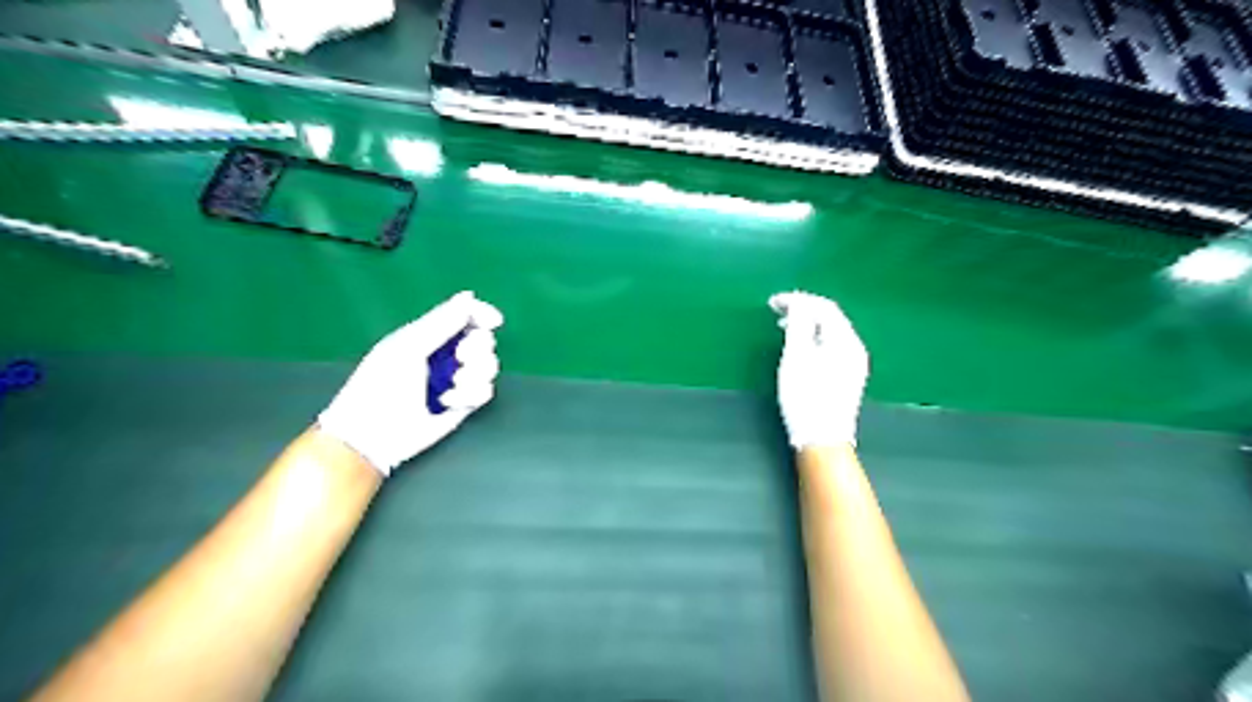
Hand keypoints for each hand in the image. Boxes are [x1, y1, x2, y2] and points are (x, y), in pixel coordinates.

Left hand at [319, 290, 501, 476]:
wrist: (374, 434)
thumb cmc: (382, 384)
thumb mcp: (409, 346)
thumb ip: (442, 321)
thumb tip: (469, 295)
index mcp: (430, 335)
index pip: (465, 316)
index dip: (482, 315)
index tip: (493, 321)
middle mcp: (447, 355)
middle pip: (483, 340)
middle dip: (477, 349)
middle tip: (460, 358)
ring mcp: (457, 380)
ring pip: (489, 366)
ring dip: (475, 374)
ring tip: (453, 386)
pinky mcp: (464, 403)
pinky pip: (486, 391)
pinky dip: (471, 395)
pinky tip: (448, 402)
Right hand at [768, 291, 867, 450]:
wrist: (822, 439)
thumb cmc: (806, 396)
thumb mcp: (796, 356)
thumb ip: (798, 324)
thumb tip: (798, 302)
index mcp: (845, 340)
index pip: (824, 307)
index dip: (798, 300)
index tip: (772, 302)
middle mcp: (855, 348)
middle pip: (830, 317)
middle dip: (803, 309)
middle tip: (776, 311)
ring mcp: (854, 364)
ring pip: (830, 332)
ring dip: (807, 323)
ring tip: (783, 327)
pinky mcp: (847, 377)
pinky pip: (831, 345)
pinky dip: (814, 338)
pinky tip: (800, 347)